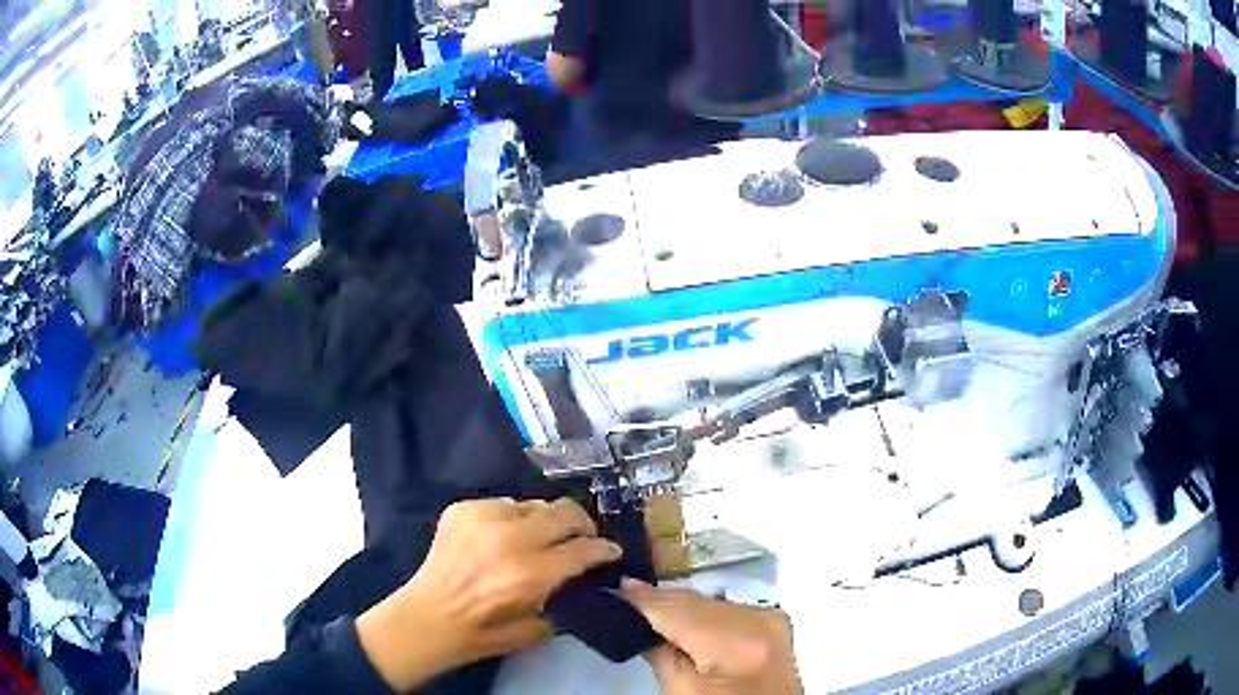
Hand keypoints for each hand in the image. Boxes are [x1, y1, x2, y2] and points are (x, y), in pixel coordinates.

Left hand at [356, 498, 621, 690]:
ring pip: (533, 505)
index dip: (604, 549)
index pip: (583, 549)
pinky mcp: (462, 508)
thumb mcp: (537, 628)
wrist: (428, 617)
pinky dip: (511, 519)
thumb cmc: (483, 632)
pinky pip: (502, 504)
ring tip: (539, 538)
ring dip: (544, 522)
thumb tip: (582, 580)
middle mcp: (510, 538)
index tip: (610, 551)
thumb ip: (564, 598)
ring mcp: (483, 517)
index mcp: (531, 573)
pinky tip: (504, 537)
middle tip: (583, 537)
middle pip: (565, 512)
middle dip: (583, 524)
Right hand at [623, 580, 800, 694]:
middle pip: (697, 601)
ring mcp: (772, 619)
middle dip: (662, 601)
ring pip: (712, 601)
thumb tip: (640, 618)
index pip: (678, 609)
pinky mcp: (775, 622)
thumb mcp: (680, 691)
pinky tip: (685, 620)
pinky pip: (729, 608)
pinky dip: (705, 613)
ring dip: (682, 606)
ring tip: (652, 611)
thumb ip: (660, 652)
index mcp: (734, 643)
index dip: (643, 598)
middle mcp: (759, 621)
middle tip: (627, 598)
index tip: (617, 586)